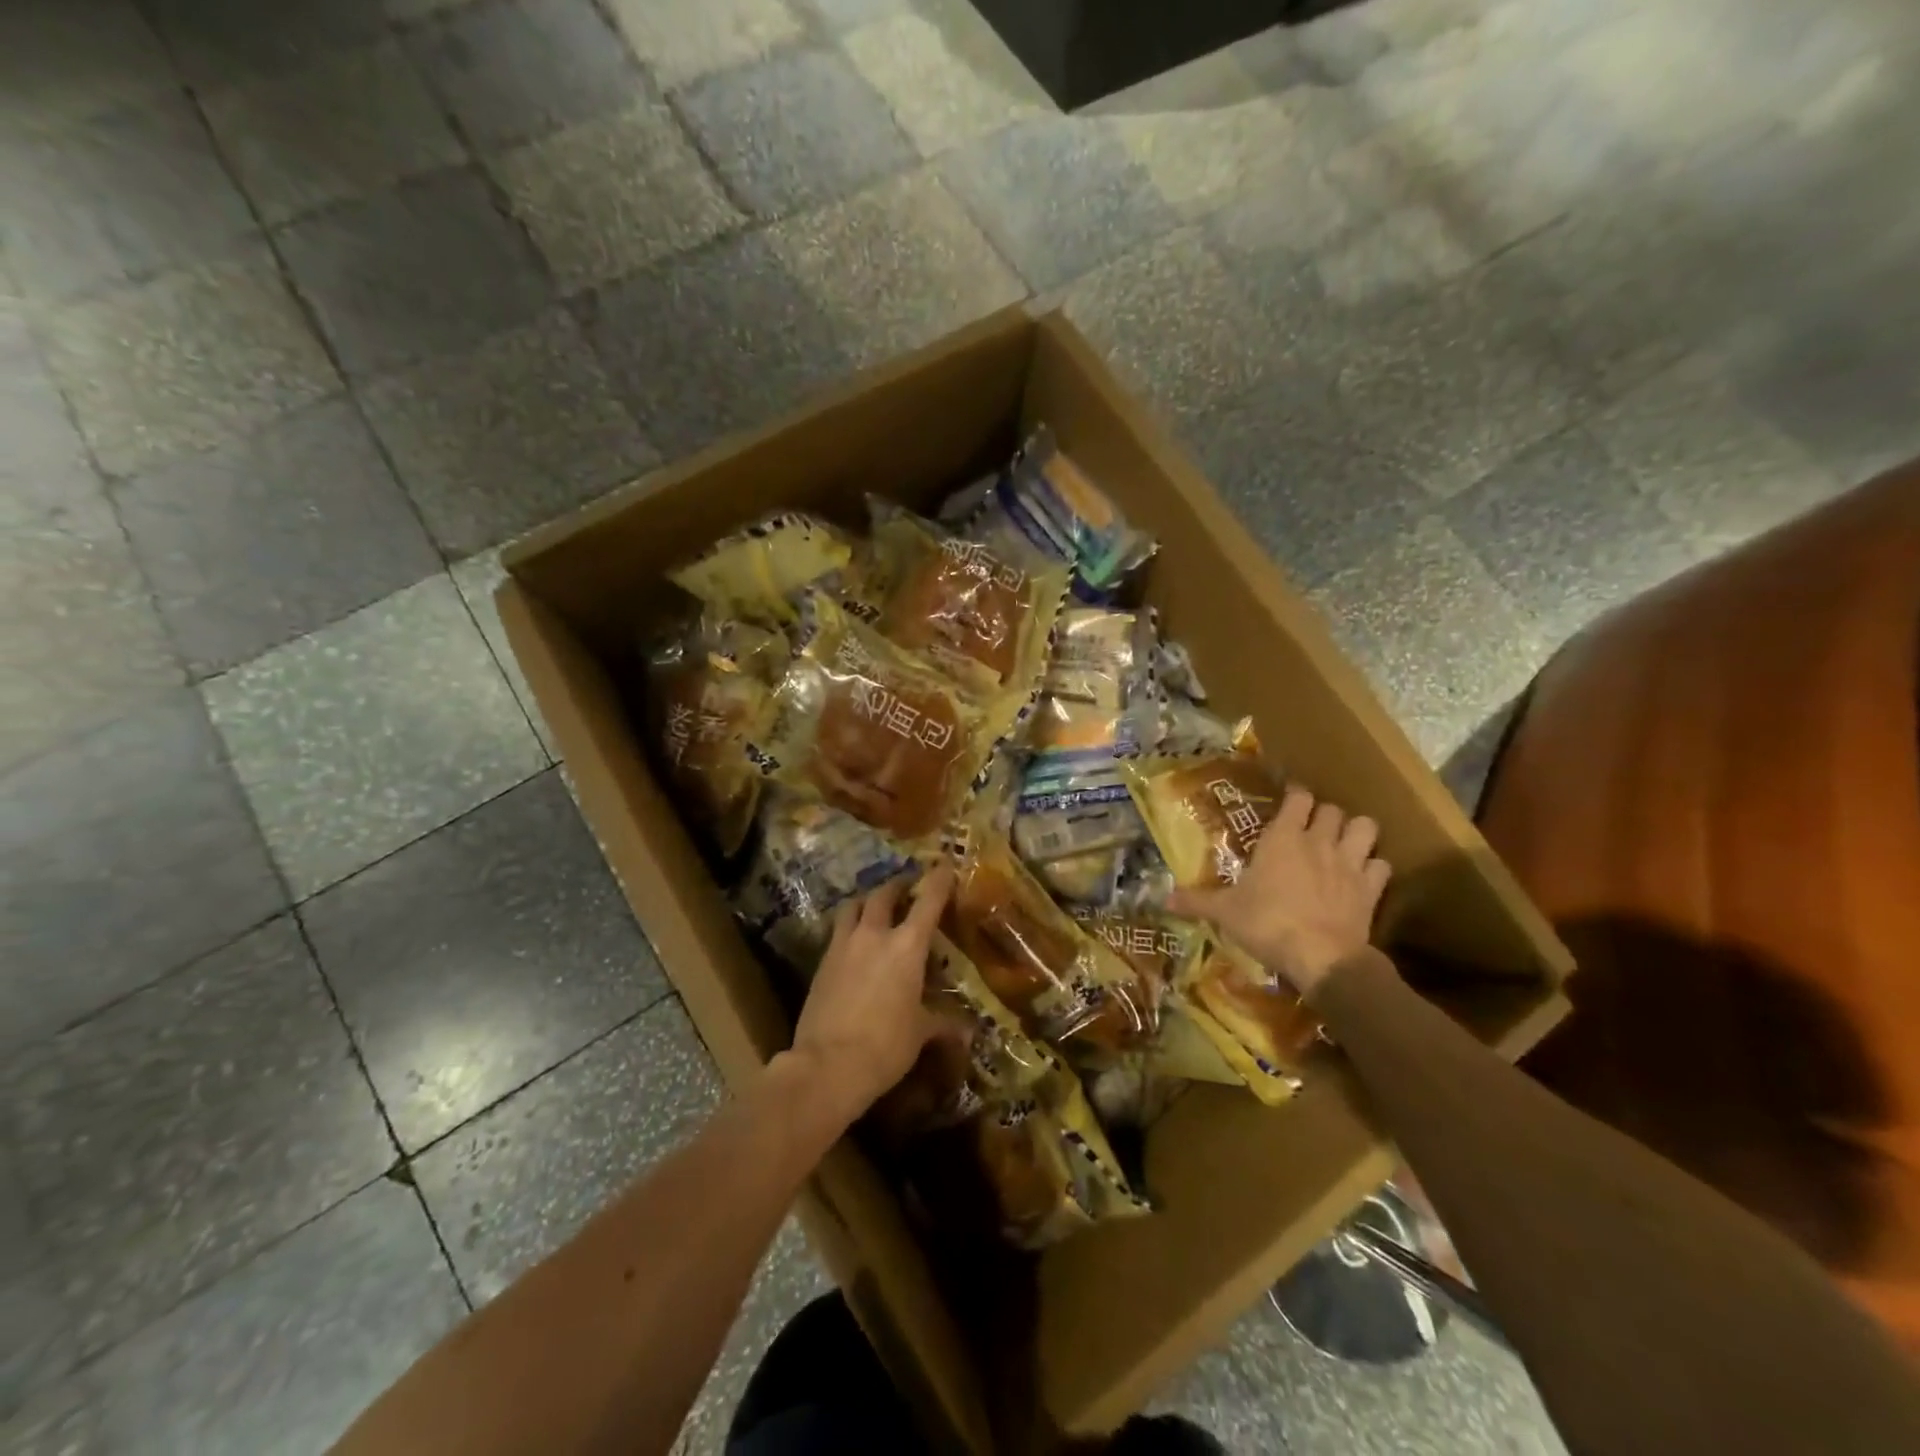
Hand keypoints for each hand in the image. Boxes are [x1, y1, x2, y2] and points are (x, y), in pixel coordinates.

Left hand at [786, 864, 956, 1121]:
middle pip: (883, 894)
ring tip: (875, 907)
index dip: (938, 879)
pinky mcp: (821, 964)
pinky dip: (849, 929)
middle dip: (897, 885)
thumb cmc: (886, 1046)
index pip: (927, 901)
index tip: (945, 864)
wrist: (827, 1066)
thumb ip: (943, 1024)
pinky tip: (855, 945)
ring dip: (867, 901)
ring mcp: (842, 946)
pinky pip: (837, 933)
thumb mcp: (920, 1034)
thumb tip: (968, 1032)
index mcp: (907, 946)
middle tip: (906, 886)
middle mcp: (874, 936)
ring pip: (853, 906)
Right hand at [1168, 787, 1390, 997]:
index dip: (1295, 796)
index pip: (1297, 798)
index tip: (1290, 800)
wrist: (1321, 956)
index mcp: (1282, 838)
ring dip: (1357, 832)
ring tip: (1344, 843)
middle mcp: (1318, 842)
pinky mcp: (1372, 888)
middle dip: (1324, 814)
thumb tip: (1163, 900)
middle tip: (1312, 827)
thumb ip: (1196, 901)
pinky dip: (1374, 867)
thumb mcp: (1225, 913)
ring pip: (1365, 827)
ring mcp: (1350, 863)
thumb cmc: (1267, 924)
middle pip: (1332, 809)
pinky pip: (1381, 865)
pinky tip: (1364, 876)